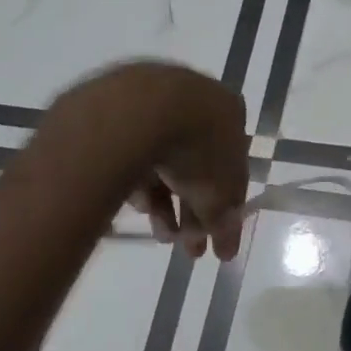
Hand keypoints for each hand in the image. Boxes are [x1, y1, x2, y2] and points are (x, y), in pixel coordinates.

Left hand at [52, 62, 248, 259]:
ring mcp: (154, 101)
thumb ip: (225, 221)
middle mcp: (195, 101)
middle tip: (188, 250)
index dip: (227, 210)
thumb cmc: (197, 149)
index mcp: (229, 113)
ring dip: (166, 204)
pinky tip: (136, 205)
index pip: (233, 169)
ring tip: (160, 236)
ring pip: (164, 161)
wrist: (140, 110)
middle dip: (194, 213)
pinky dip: (139, 181)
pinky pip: (134, 152)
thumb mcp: (220, 195)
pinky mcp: (117, 108)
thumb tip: (228, 246)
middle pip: (197, 167)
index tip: (216, 243)